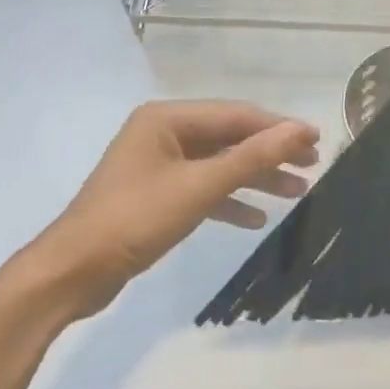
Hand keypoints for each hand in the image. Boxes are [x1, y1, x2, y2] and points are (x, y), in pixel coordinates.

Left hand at [38, 101, 318, 318]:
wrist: (73, 272)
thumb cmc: (135, 219)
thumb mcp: (199, 187)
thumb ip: (251, 158)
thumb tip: (298, 130)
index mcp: (167, 118)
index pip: (235, 115)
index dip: (278, 127)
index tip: (316, 140)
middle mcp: (163, 133)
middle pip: (229, 137)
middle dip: (270, 152)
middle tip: (312, 166)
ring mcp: (158, 164)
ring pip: (218, 164)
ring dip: (255, 178)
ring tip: (297, 192)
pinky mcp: (156, 194)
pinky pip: (202, 188)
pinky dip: (229, 200)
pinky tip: (255, 219)